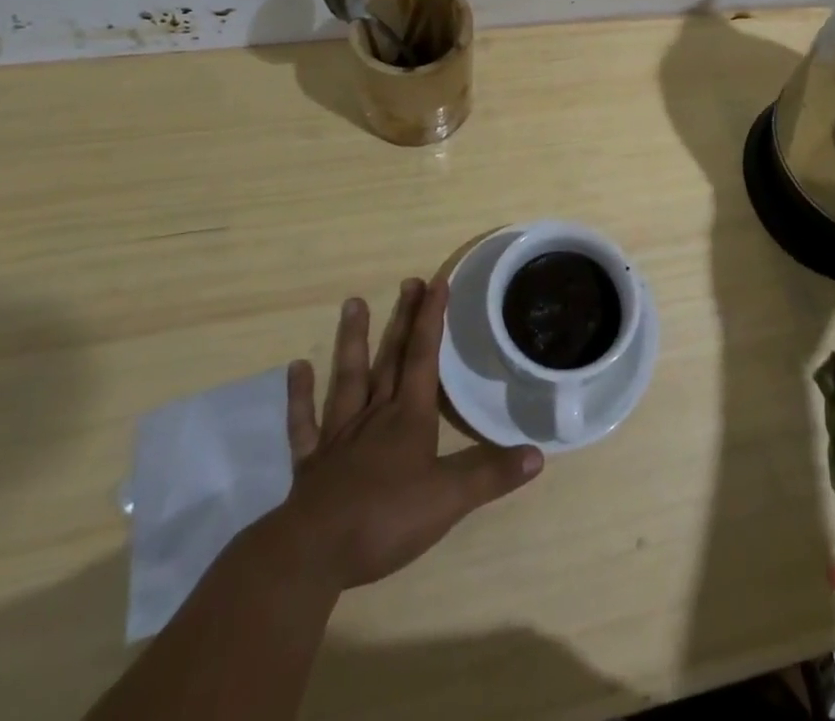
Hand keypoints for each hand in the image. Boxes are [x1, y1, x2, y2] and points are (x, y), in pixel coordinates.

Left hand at [280, 277, 543, 591]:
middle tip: (408, 281)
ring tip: (353, 303)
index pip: (425, 357)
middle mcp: (376, 415)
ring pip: (348, 377)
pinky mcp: (311, 462)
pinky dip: (300, 395)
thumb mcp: (449, 500)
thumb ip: (491, 474)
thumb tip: (539, 454)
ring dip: (352, 341)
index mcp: (409, 417)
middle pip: (391, 358)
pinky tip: (296, 368)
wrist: (312, 554)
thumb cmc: (385, 520)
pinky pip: (305, 422)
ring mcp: (340, 435)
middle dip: (403, 319)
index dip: (433, 318)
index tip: (438, 281)